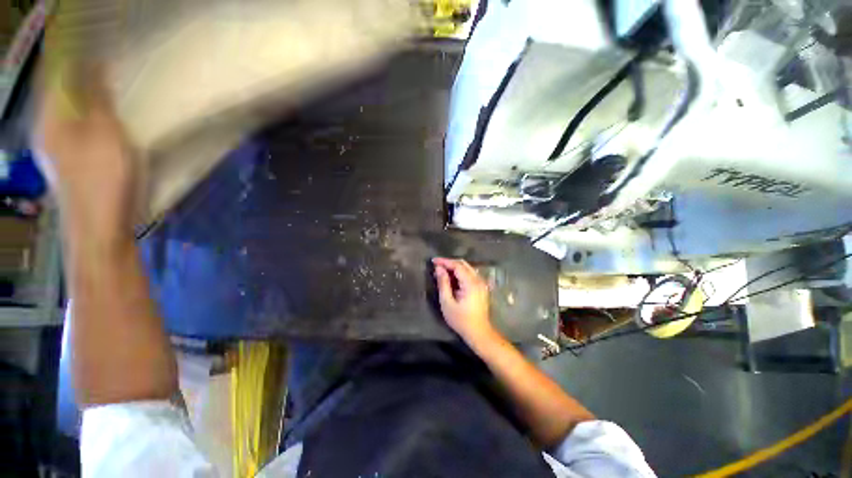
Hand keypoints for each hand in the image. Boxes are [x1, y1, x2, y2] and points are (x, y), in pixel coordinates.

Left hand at [34, 67, 137, 236]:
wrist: (100, 230)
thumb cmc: (104, 180)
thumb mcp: (106, 134)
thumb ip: (98, 98)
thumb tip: (96, 62)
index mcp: (50, 119)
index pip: (55, 75)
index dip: (73, 57)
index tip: (97, 48)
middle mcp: (47, 131)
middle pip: (62, 94)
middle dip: (82, 78)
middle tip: (110, 70)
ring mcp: (58, 151)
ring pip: (71, 114)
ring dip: (88, 101)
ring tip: (112, 96)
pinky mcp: (72, 166)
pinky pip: (78, 131)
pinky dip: (91, 121)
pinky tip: (108, 126)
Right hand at [432, 257, 496, 345]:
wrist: (479, 332)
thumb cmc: (461, 320)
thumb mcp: (447, 303)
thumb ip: (443, 284)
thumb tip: (439, 269)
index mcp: (470, 283)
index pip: (457, 265)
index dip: (445, 261)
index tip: (433, 261)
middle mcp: (478, 280)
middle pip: (463, 264)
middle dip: (449, 263)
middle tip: (437, 265)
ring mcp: (481, 283)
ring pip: (467, 268)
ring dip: (454, 267)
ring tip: (442, 271)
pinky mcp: (481, 287)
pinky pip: (470, 274)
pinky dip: (460, 273)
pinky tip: (452, 278)